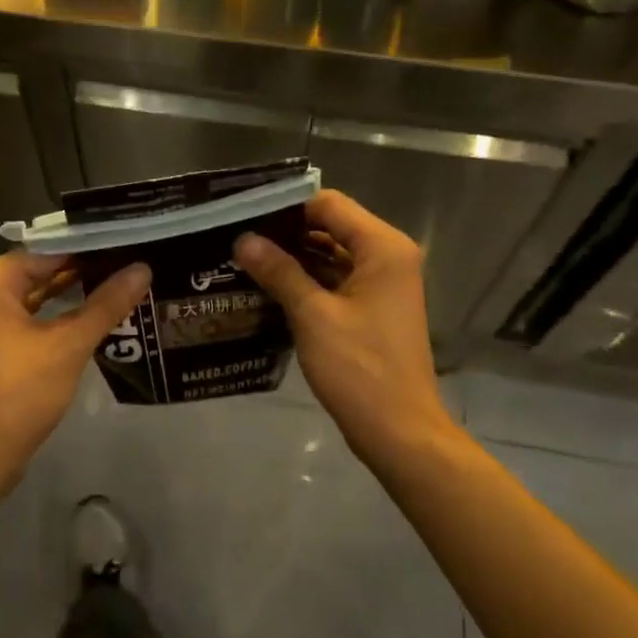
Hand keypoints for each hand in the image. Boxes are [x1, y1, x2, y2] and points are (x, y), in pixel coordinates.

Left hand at [0, 252, 150, 496]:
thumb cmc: (18, 392)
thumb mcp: (68, 345)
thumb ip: (106, 304)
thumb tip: (144, 268)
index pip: (53, 249)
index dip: (94, 247)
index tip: (133, 243)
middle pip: (46, 270)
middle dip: (88, 270)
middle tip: (136, 262)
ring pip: (41, 296)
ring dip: (78, 294)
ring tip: (126, 284)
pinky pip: (35, 318)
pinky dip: (62, 317)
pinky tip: (98, 316)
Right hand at [234, 191, 456, 464]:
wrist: (399, 432)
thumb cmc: (360, 369)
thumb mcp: (313, 316)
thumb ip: (279, 271)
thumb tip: (243, 239)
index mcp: (382, 248)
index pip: (329, 205)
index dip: (287, 206)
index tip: (245, 213)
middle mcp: (387, 256)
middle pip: (331, 227)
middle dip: (286, 232)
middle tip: (237, 236)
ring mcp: (382, 284)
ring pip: (332, 255)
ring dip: (294, 257)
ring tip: (244, 258)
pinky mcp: (373, 308)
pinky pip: (336, 280)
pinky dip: (307, 280)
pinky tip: (268, 286)